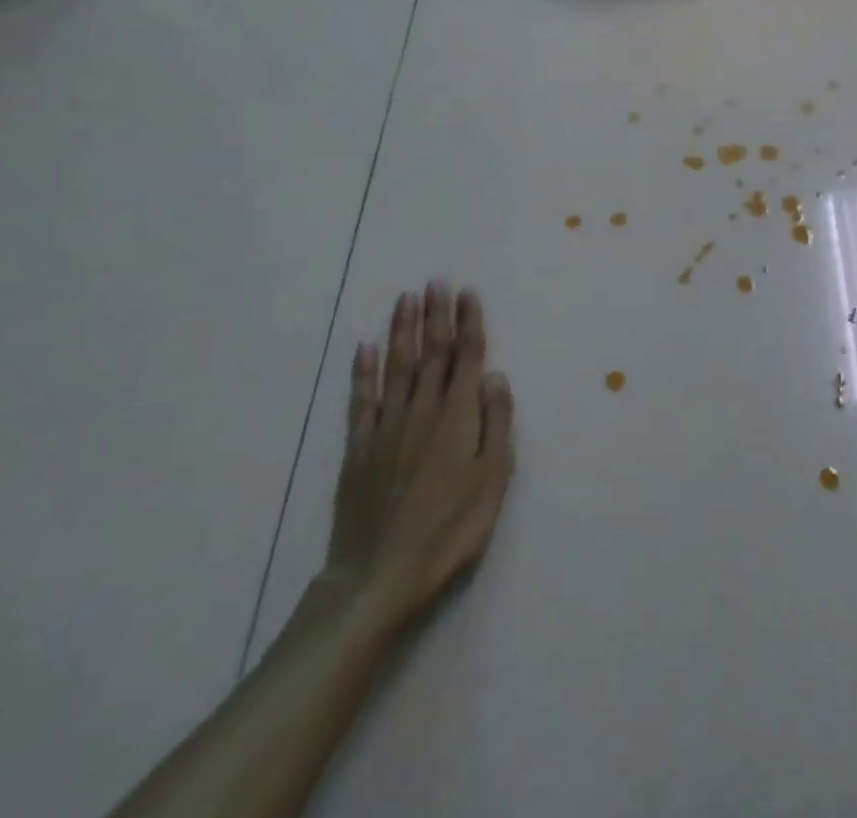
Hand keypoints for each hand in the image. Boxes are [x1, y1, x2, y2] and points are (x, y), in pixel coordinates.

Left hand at [325, 284, 516, 628]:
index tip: (467, 292)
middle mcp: (423, 409)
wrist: (381, 576)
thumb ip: (497, 422)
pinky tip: (363, 348)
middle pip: (432, 352)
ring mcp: (387, 427)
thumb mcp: (494, 479)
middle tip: (436, 281)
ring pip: (397, 366)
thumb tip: (495, 375)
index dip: (469, 322)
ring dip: (402, 330)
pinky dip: (362, 372)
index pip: (466, 356)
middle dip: (436, 314)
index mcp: (459, 415)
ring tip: (406, 299)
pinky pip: (361, 401)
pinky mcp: (359, 448)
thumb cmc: (451, 529)